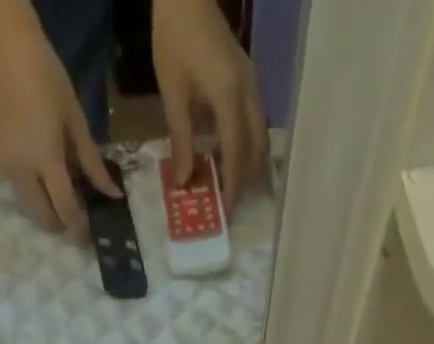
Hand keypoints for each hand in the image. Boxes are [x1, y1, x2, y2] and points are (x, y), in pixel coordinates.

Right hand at [0, 16, 119, 235]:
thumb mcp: (75, 119)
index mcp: (45, 159)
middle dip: (58, 224)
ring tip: (56, 195)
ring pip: (25, 203)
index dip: (78, 227)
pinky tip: (37, 172)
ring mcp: (1, 163)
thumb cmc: (45, 74)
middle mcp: (20, 169)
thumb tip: (112, 194)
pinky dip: (28, 186)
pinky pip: (12, 182)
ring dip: (41, 207)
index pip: (65, 208)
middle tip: (73, 221)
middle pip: (41, 215)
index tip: (88, 238)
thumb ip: (91, 162)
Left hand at [153, 0, 268, 213]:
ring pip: (260, 136)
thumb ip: (181, 140)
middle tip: (232, 206)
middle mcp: (249, 93)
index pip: (236, 154)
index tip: (228, 213)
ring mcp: (252, 85)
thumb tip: (185, 182)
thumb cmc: (174, 40)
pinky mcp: (249, 80)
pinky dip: (247, 146)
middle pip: (255, 148)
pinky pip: (255, 122)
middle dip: (245, 180)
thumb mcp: (173, 94)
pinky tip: (233, 158)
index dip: (232, 186)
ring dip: (249, 165)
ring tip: (235, 188)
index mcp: (229, 97)